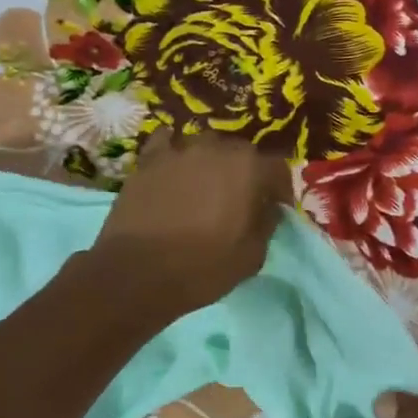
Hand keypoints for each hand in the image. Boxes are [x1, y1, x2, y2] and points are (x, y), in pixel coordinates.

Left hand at [88, 130, 291, 319]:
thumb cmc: (203, 267)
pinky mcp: (147, 160)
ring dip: (211, 164)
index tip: (277, 208)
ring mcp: (177, 149)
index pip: (277, 168)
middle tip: (241, 200)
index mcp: (248, 168)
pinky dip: (175, 155)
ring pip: (205, 147)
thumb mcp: (252, 255)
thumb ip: (267, 223)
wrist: (137, 272)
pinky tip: (174, 171)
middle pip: (240, 153)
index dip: (280, 189)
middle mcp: (215, 147)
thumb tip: (268, 209)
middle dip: (246, 173)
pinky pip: (167, 145)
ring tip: (206, 188)